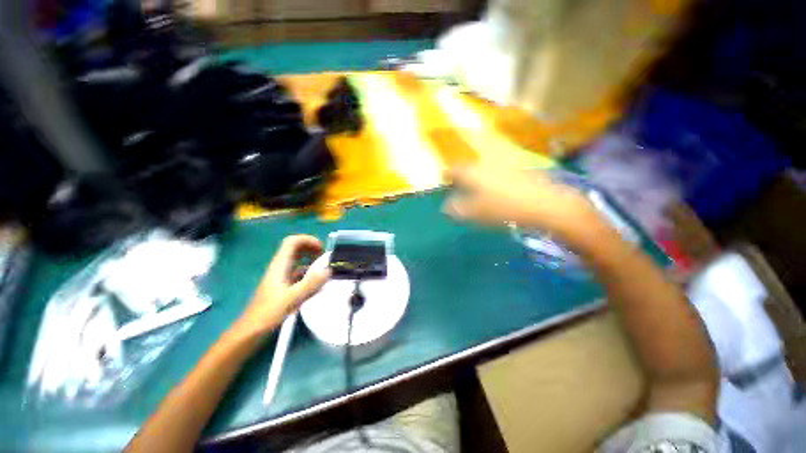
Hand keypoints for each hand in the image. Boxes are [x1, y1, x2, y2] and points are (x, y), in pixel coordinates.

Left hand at [235, 235, 330, 337]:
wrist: (251, 331)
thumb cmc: (269, 313)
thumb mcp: (292, 298)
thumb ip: (311, 284)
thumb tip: (328, 270)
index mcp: (280, 265)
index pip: (292, 242)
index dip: (308, 240)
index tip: (322, 249)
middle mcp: (280, 268)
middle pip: (295, 248)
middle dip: (311, 248)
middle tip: (324, 257)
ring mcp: (281, 277)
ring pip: (297, 260)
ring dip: (311, 260)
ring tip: (324, 268)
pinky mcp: (283, 287)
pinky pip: (298, 273)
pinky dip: (308, 273)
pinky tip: (317, 283)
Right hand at [444, 165, 601, 242]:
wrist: (544, 203)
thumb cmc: (504, 208)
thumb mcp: (476, 212)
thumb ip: (458, 209)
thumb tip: (446, 207)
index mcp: (473, 173)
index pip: (454, 169)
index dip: (447, 174)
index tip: (443, 179)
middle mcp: (486, 165)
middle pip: (468, 168)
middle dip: (461, 176)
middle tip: (456, 185)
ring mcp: (503, 166)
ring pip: (482, 170)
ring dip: (475, 178)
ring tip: (473, 189)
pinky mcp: (517, 171)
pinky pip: (496, 173)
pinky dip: (489, 180)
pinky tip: (494, 190)